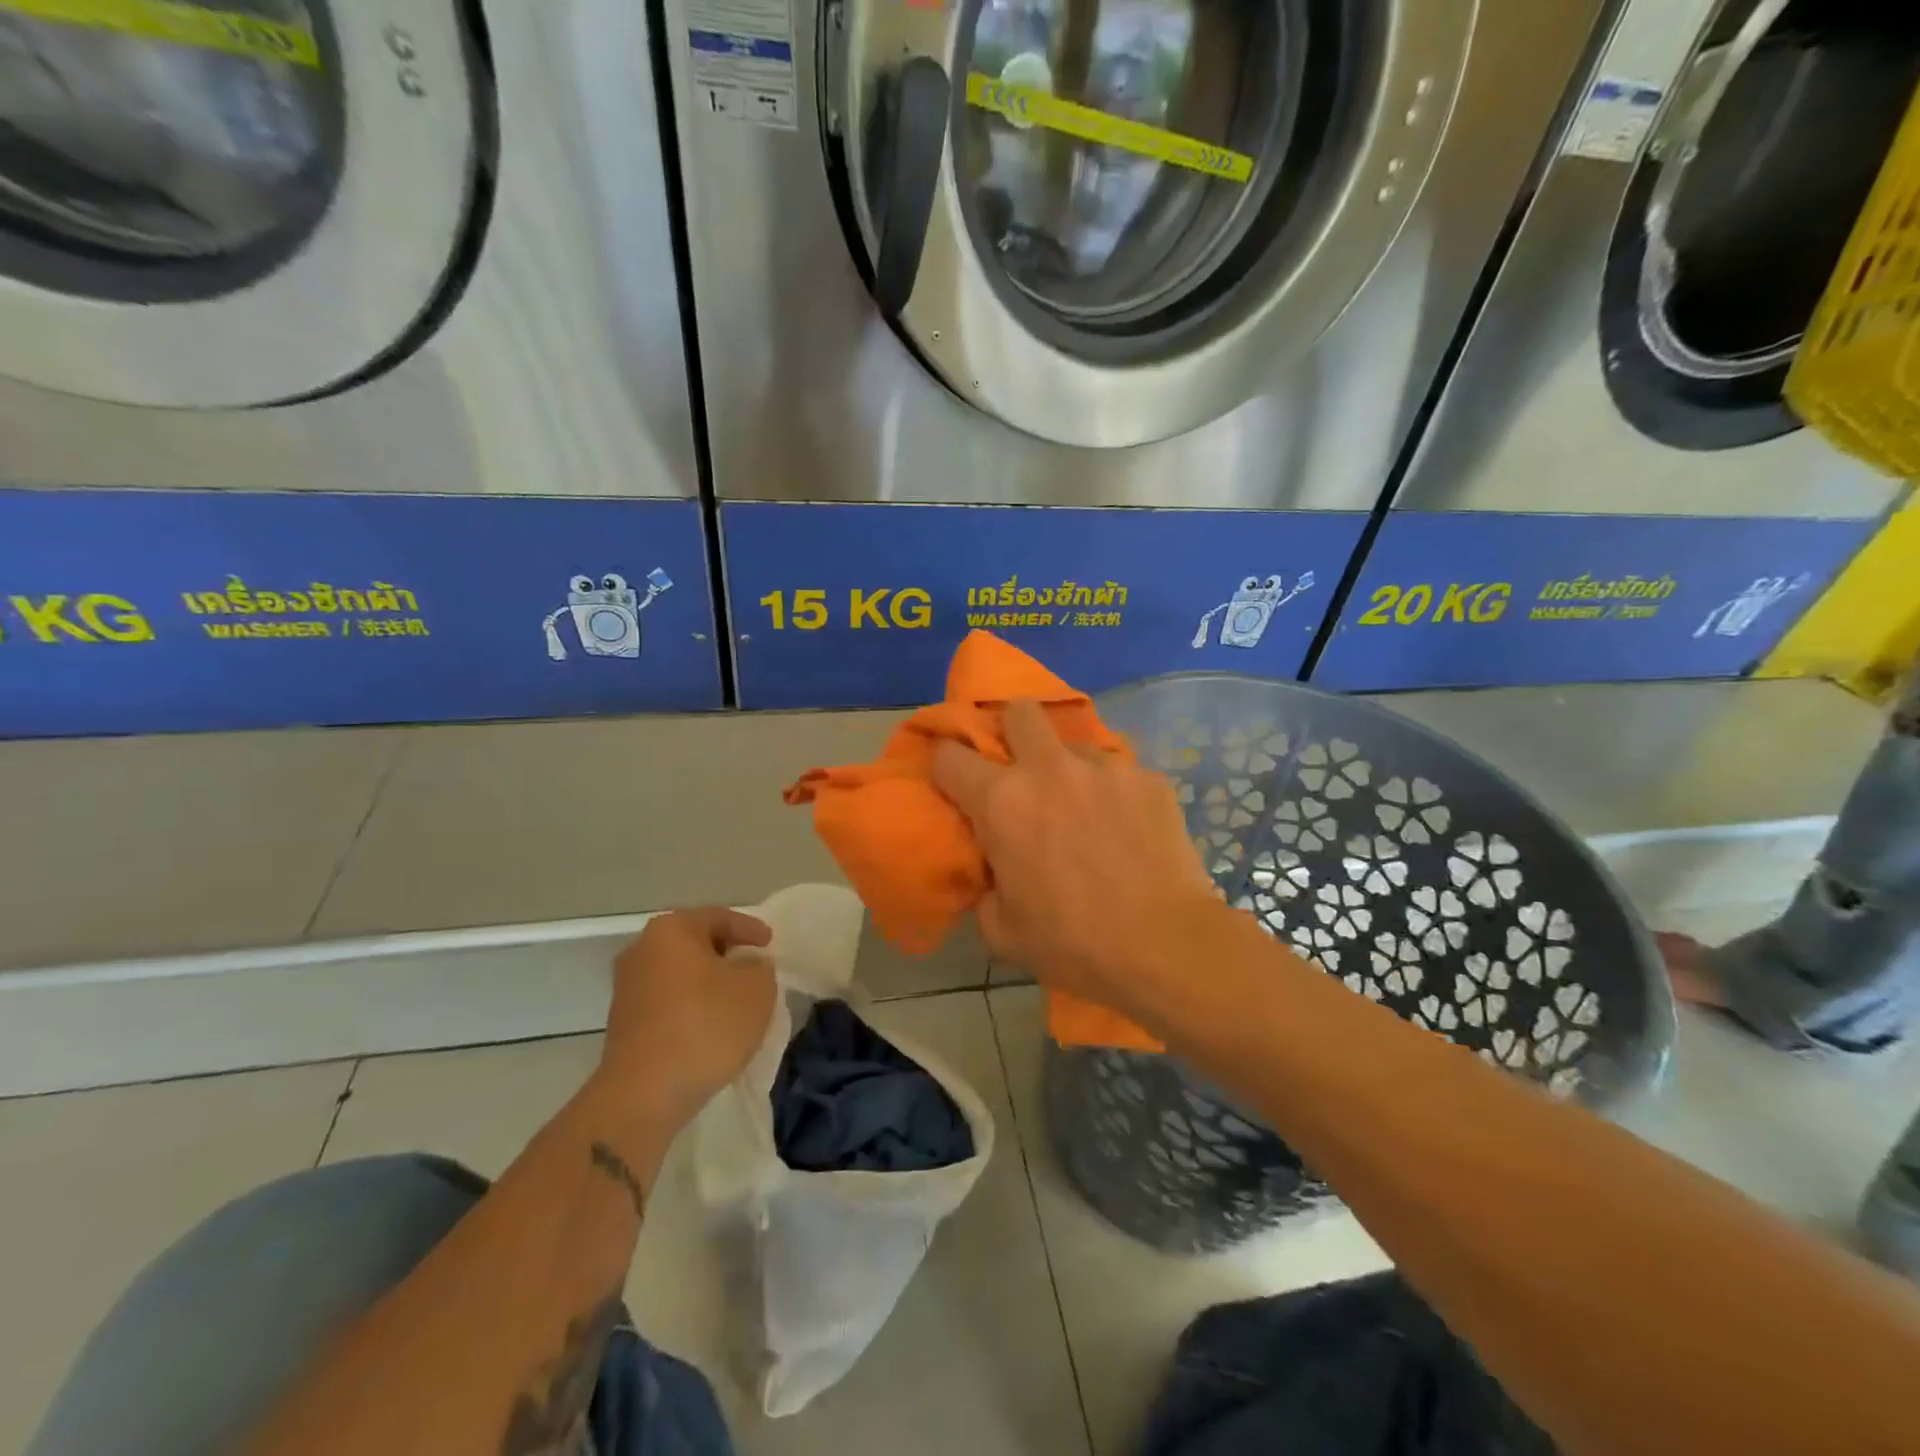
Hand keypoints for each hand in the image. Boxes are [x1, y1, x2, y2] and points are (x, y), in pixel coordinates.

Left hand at [594, 907, 776, 1129]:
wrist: (644, 1094)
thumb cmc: (706, 1026)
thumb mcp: (756, 989)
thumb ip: (760, 966)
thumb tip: (748, 966)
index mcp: (672, 930)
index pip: (720, 917)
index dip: (750, 929)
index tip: (771, 945)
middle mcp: (642, 949)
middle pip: (695, 942)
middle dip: (727, 954)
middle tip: (755, 969)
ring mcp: (627, 986)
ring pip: (680, 973)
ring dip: (708, 982)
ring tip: (737, 1000)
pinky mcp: (623, 1021)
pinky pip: (668, 1000)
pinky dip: (691, 1005)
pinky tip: (711, 1025)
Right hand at [931, 699, 1225, 1028]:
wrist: (1164, 947)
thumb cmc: (1073, 944)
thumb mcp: (1002, 931)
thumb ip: (985, 888)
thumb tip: (993, 871)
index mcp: (1002, 801)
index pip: (949, 756)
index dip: (946, 767)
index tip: (955, 785)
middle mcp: (1049, 769)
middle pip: (1019, 710)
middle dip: (1012, 731)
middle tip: (1021, 769)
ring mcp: (1105, 768)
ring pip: (1074, 744)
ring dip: (1068, 768)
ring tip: (1085, 808)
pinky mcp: (1148, 778)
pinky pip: (1120, 772)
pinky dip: (1114, 792)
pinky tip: (1128, 827)